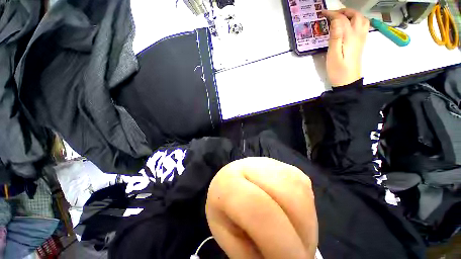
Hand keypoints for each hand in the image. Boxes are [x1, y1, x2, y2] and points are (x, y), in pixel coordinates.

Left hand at [206, 157, 317, 258]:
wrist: (234, 180)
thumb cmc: (226, 211)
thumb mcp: (230, 236)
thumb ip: (250, 253)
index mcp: (228, 182)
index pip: (257, 208)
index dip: (279, 243)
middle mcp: (250, 165)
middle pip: (286, 197)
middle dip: (300, 233)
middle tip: (296, 254)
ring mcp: (271, 163)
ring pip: (300, 191)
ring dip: (305, 223)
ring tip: (293, 236)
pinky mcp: (285, 165)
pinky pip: (304, 189)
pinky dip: (305, 211)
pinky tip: (292, 217)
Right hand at [322, 9, 369, 86]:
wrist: (348, 82)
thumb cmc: (338, 71)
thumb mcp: (333, 55)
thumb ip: (335, 37)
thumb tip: (335, 21)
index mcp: (350, 37)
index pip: (342, 19)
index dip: (333, 14)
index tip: (323, 13)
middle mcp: (358, 35)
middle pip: (355, 16)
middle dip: (344, 11)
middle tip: (333, 14)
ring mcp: (361, 39)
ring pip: (362, 20)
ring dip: (352, 14)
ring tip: (341, 17)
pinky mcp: (360, 44)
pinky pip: (363, 27)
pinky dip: (356, 21)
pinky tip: (350, 25)